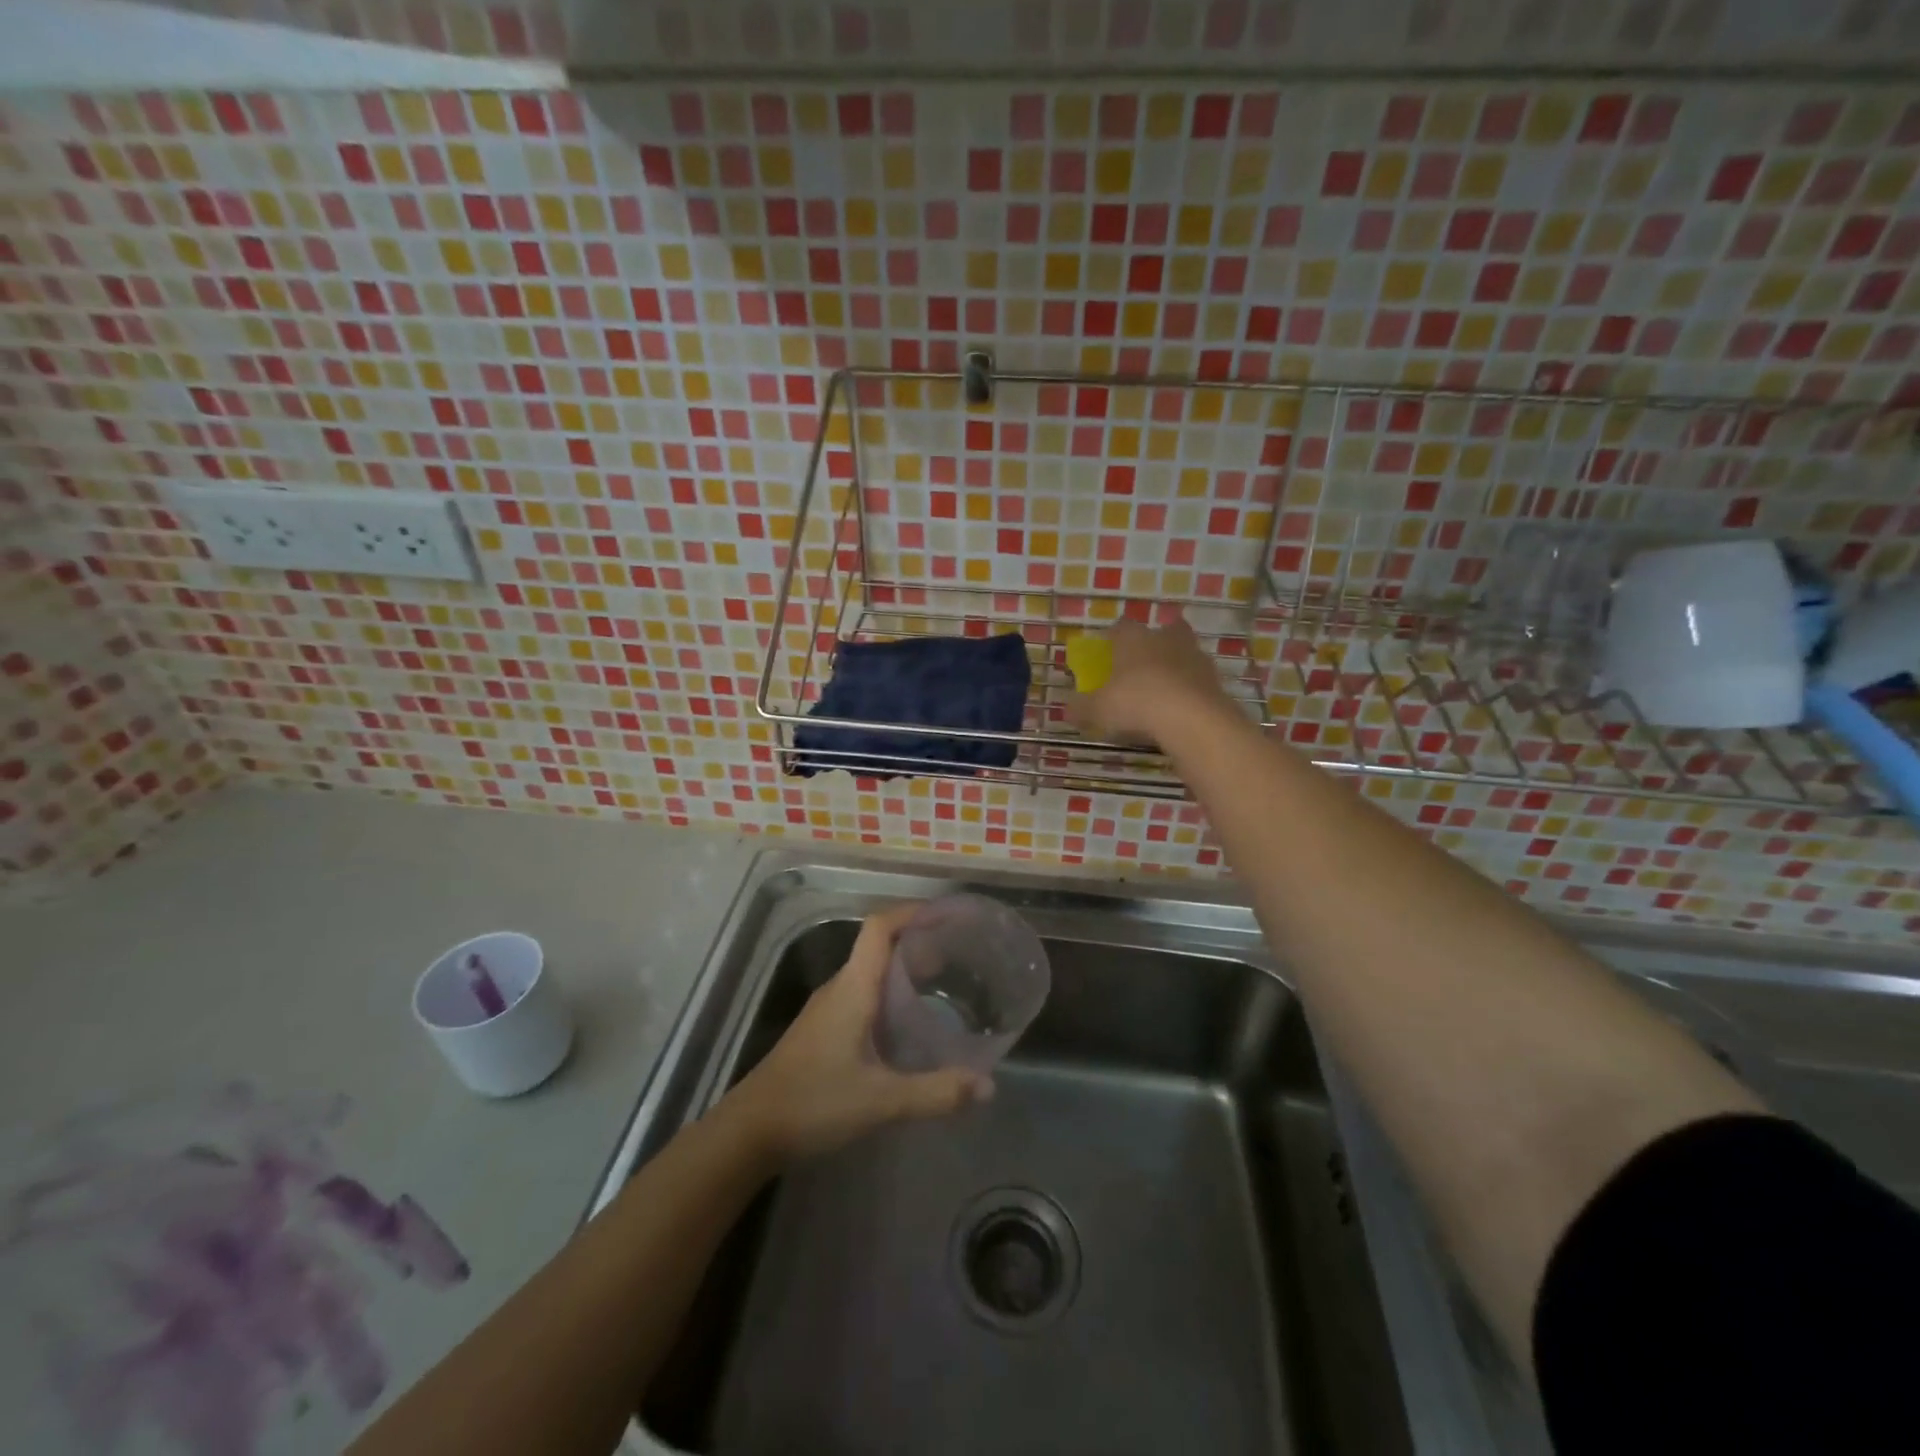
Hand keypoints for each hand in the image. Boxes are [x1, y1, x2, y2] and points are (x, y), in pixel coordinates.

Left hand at [723, 905, 991, 1162]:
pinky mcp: (824, 1030)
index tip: (948, 915)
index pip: (880, 927)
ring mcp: (828, 1008)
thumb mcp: (881, 1101)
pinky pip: (864, 995)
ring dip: (905, 970)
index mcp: (853, 987)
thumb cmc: (814, 1102)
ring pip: (871, 972)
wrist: (750, 1131)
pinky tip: (910, 1024)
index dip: (912, 912)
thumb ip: (935, 1093)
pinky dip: (891, 995)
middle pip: (880, 946)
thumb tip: (988, 1086)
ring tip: (945, 984)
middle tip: (960, 956)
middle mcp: (840, 987)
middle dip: (919, 942)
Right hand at [1076, 618, 1233, 746]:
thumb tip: (1066, 709)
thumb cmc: (1135, 702)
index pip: (1121, 627)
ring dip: (1175, 665)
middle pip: (1163, 631)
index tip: (1107, 653)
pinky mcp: (1214, 679)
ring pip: (1184, 652)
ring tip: (1163, 690)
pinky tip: (1180, 708)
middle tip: (1142, 665)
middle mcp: (1165, 639)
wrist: (1190, 718)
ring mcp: (1194, 656)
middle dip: (1154, 644)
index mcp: (1133, 638)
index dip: (1112, 638)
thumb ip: (1081, 707)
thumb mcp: (1097, 709)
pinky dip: (1189, 688)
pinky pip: (1197, 679)